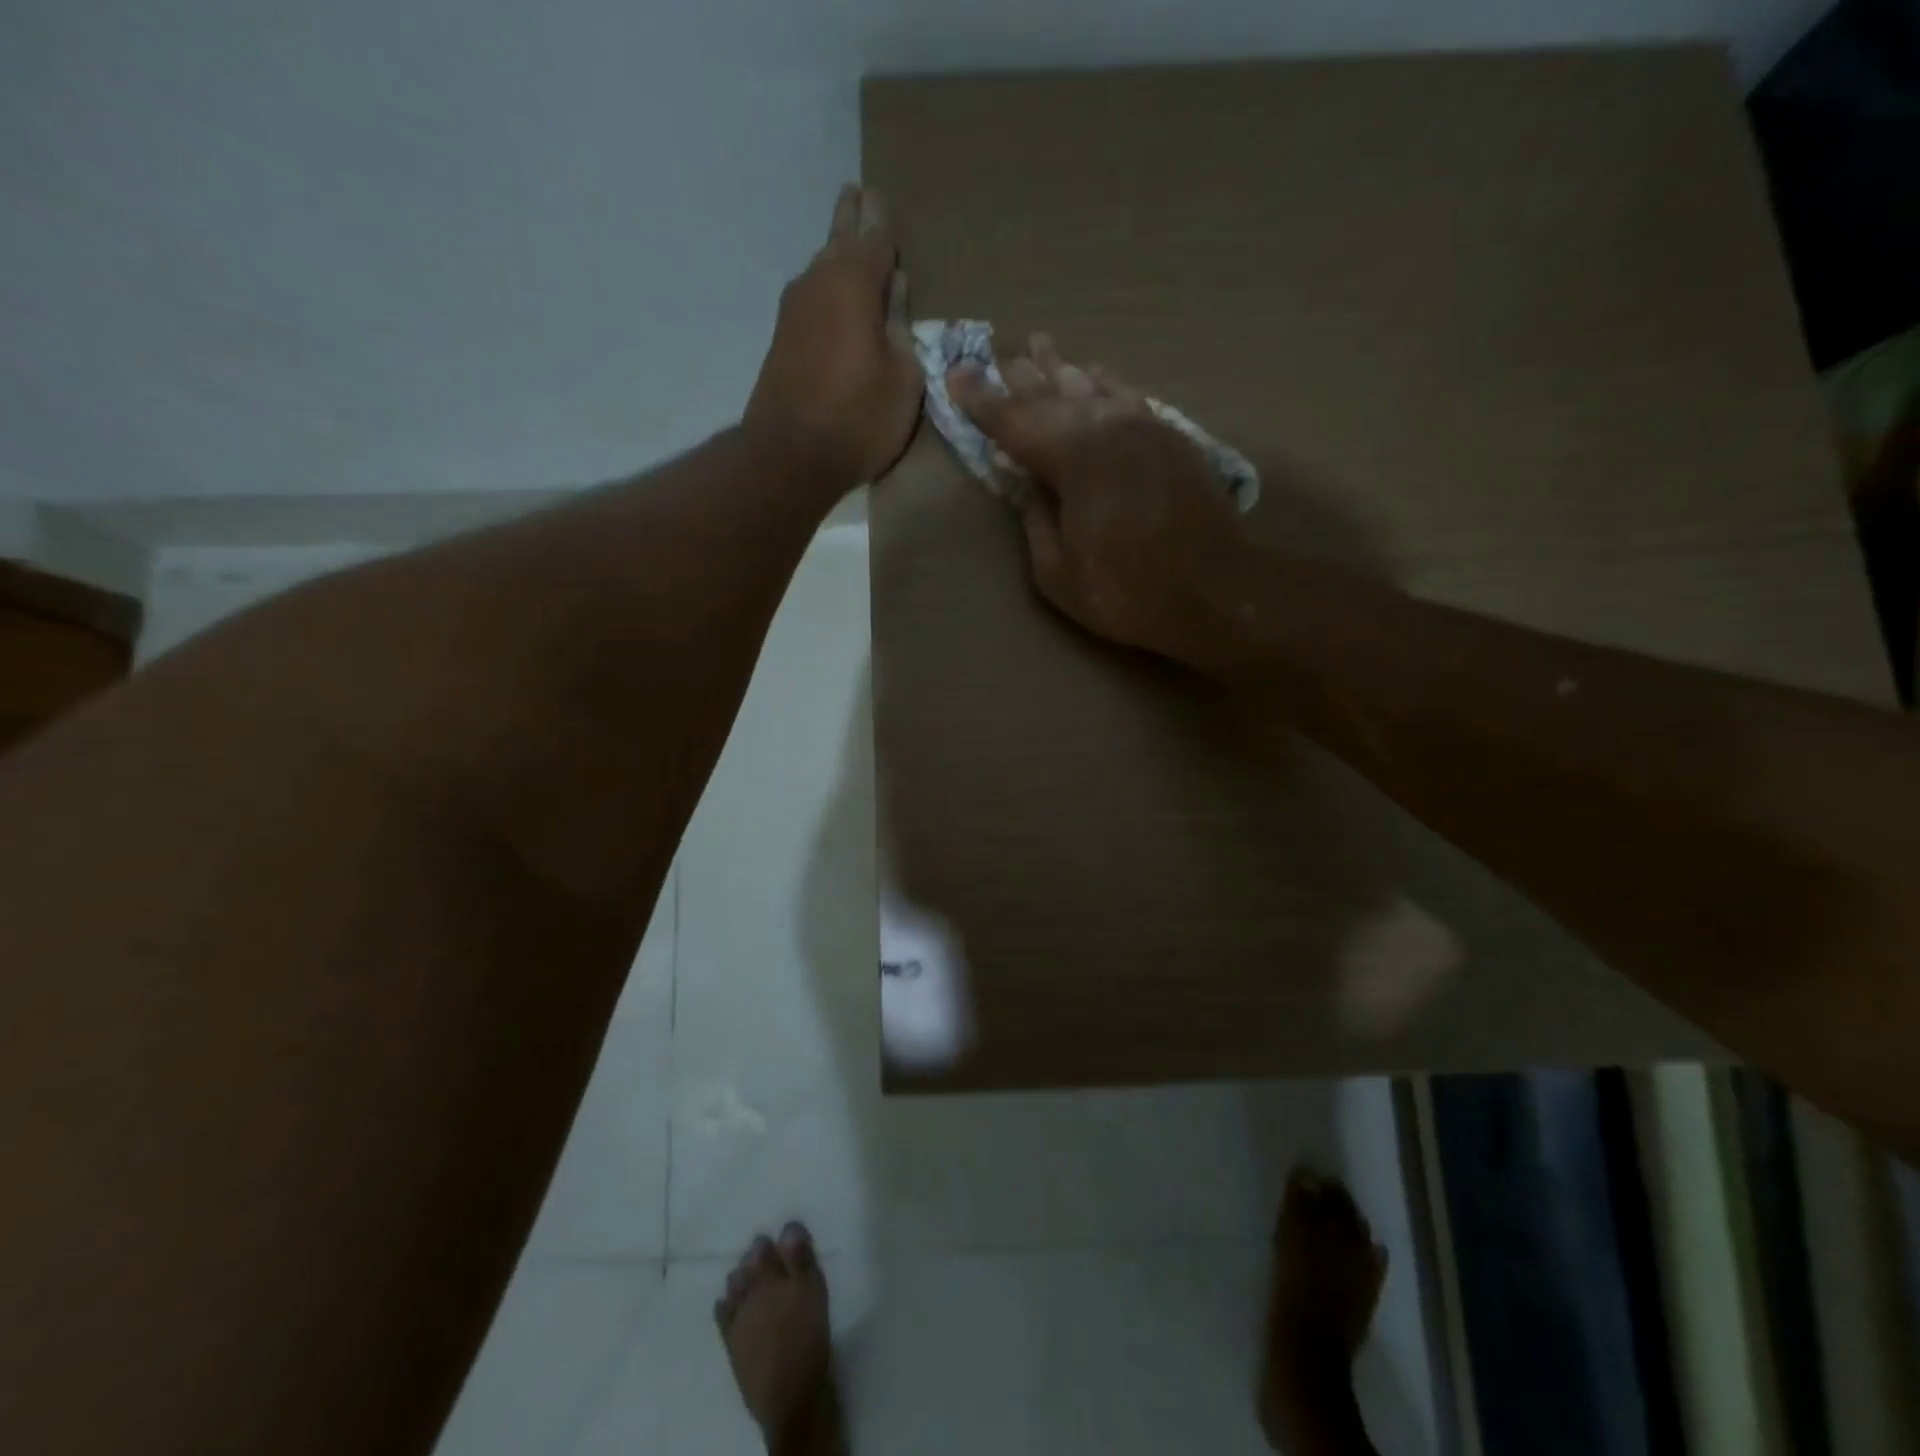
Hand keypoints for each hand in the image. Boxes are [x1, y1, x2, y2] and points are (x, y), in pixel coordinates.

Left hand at [745, 184, 921, 486]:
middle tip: (857, 194)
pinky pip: (812, 297)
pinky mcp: (783, 339)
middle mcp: (818, 282)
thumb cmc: (859, 418)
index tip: (880, 193)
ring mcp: (794, 310)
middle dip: (851, 218)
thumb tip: (895, 289)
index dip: (881, 218)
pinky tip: (834, 293)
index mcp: (854, 282)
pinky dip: (827, 287)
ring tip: (849, 238)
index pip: (874, 235)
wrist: (790, 456)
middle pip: (839, 239)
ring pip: (821, 267)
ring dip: (836, 252)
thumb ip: (901, 327)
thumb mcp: (903, 377)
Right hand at [948, 335, 1250, 665]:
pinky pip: (1129, 397)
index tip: (955, 375)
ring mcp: (1144, 428)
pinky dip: (1106, 383)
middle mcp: (1107, 427)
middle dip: (1021, 378)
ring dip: (1062, 370)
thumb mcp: (1059, 574)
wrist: (1218, 591)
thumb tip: (1029, 485)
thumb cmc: (1129, 592)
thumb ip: (1036, 522)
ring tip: (1041, 346)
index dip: (982, 401)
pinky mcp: (1171, 438)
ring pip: (1093, 387)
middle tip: (997, 356)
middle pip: (1053, 395)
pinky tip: (1096, 374)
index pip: (1014, 421)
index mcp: (1074, 458)